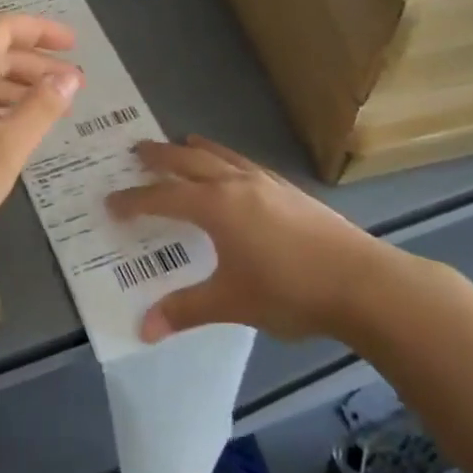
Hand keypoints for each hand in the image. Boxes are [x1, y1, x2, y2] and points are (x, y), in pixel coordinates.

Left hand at [0, 13, 81, 292]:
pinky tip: (13, 131)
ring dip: (16, 87)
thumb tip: (68, 76)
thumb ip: (40, 109)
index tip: (75, 45)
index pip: (2, 29)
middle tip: (74, 83)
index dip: (41, 30)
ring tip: (52, 107)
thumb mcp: (4, 151)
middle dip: (35, 63)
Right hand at [107, 135, 398, 342]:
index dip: (134, 200)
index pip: (163, 197)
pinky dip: (226, 159)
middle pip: (188, 161)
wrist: (361, 281)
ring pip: (220, 156)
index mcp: (215, 206)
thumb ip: (186, 310)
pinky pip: (244, 163)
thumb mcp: (232, 303)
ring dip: (195, 149)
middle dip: (160, 157)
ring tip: (182, 143)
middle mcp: (235, 183)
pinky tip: (234, 170)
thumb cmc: (289, 290)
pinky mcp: (288, 189)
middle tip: (136, 150)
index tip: (111, 201)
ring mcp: (265, 182)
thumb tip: (142, 328)